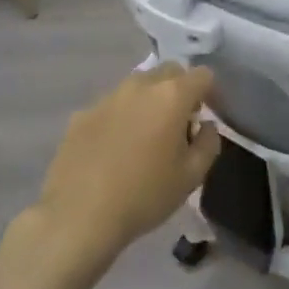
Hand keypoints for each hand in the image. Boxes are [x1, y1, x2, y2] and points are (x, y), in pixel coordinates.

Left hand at [33, 64, 222, 262]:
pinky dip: (120, 117)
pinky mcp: (81, 114)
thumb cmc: (144, 195)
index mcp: (172, 96)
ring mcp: (107, 97)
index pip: (202, 75)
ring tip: (144, 136)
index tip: (204, 118)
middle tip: (177, 125)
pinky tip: (113, 149)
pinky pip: (111, 105)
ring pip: (138, 86)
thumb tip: (204, 126)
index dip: (210, 93)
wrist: (78, 217)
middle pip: (169, 71)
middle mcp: (140, 86)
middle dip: (179, 90)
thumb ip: (208, 143)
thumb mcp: (192, 176)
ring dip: (148, 101)